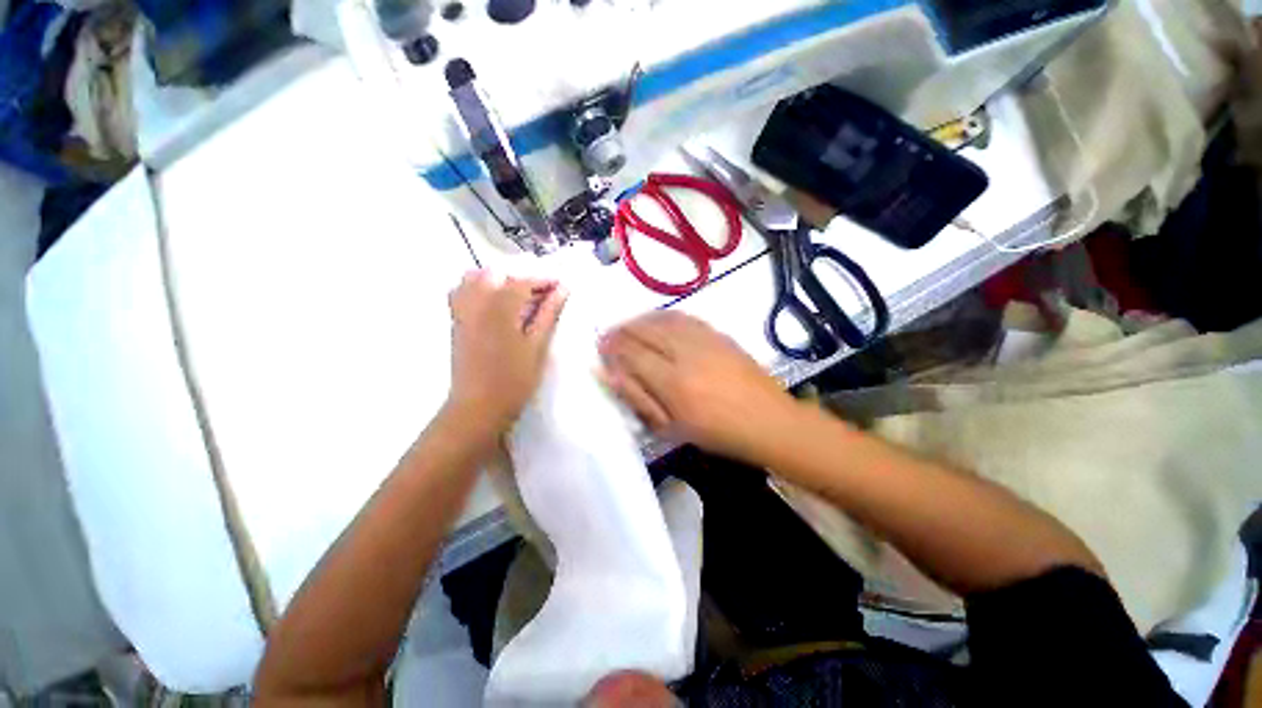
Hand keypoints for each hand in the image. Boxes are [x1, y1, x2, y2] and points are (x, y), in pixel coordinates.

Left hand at [447, 270, 567, 432]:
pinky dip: (479, 289)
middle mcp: (476, 302)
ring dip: (497, 281)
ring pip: (474, 279)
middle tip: (542, 295)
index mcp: (499, 307)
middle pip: (497, 274)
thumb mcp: (537, 346)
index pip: (522, 281)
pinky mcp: (455, 323)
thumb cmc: (514, 379)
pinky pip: (461, 293)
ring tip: (518, 297)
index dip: (543, 280)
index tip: (561, 286)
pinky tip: (495, 306)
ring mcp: (461, 312)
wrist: (478, 407)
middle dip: (521, 279)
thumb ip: (548, 314)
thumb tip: (563, 289)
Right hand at [598, 311, 794, 461]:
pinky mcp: (718, 334)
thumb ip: (639, 398)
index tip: (600, 345)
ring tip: (627, 325)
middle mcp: (686, 354)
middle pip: (645, 332)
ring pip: (663, 319)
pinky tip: (656, 319)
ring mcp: (705, 340)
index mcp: (673, 383)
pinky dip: (664, 315)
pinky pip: (684, 317)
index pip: (633, 355)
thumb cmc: (717, 433)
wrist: (767, 420)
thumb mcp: (672, 427)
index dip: (613, 347)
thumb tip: (610, 374)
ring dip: (640, 320)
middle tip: (608, 333)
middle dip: (622, 330)